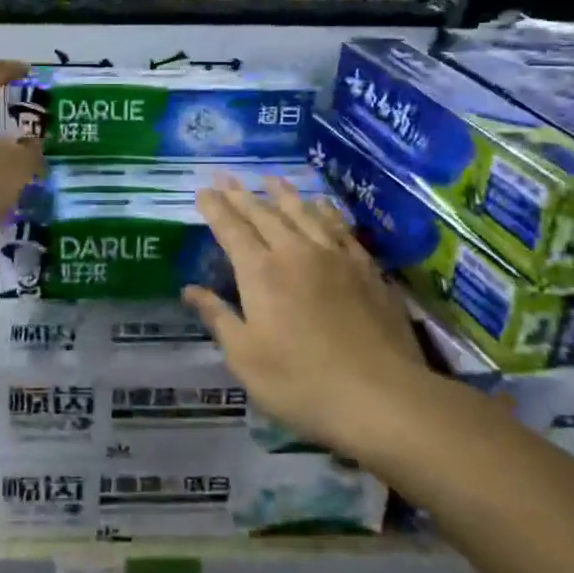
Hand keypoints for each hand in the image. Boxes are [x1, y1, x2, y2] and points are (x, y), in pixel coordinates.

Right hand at [184, 174, 445, 463]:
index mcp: (261, 273)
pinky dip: (325, 210)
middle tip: (225, 175)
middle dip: (241, 194)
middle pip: (264, 214)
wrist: (383, 397)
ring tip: (270, 177)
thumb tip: (190, 290)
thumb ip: (218, 318)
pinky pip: (340, 227)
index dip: (215, 208)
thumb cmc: (302, 384)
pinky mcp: (366, 268)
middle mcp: (296, 253)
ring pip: (304, 212)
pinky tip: (322, 205)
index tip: (203, 190)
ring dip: (283, 193)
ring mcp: (335, 257)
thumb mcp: (246, 359)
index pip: (231, 230)